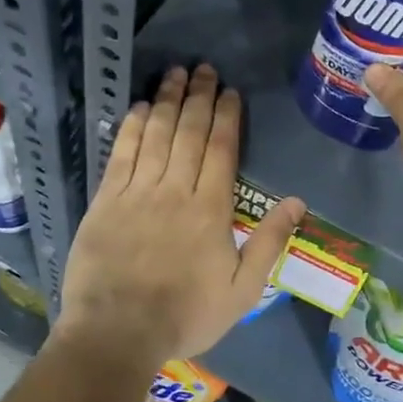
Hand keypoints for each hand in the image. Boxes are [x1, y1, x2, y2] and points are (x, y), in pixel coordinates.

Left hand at [57, 64, 304, 365]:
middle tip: (203, 68)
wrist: (118, 333)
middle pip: (188, 133)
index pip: (221, 149)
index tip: (229, 91)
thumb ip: (269, 243)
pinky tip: (139, 108)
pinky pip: (121, 155)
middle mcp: (174, 190)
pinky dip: (131, 128)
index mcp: (210, 209)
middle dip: (198, 97)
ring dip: (166, 101)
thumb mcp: (242, 290)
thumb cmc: (185, 315)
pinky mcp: (106, 201)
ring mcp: (137, 193)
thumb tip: (296, 201)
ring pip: (156, 136)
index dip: (226, 117)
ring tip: (174, 74)